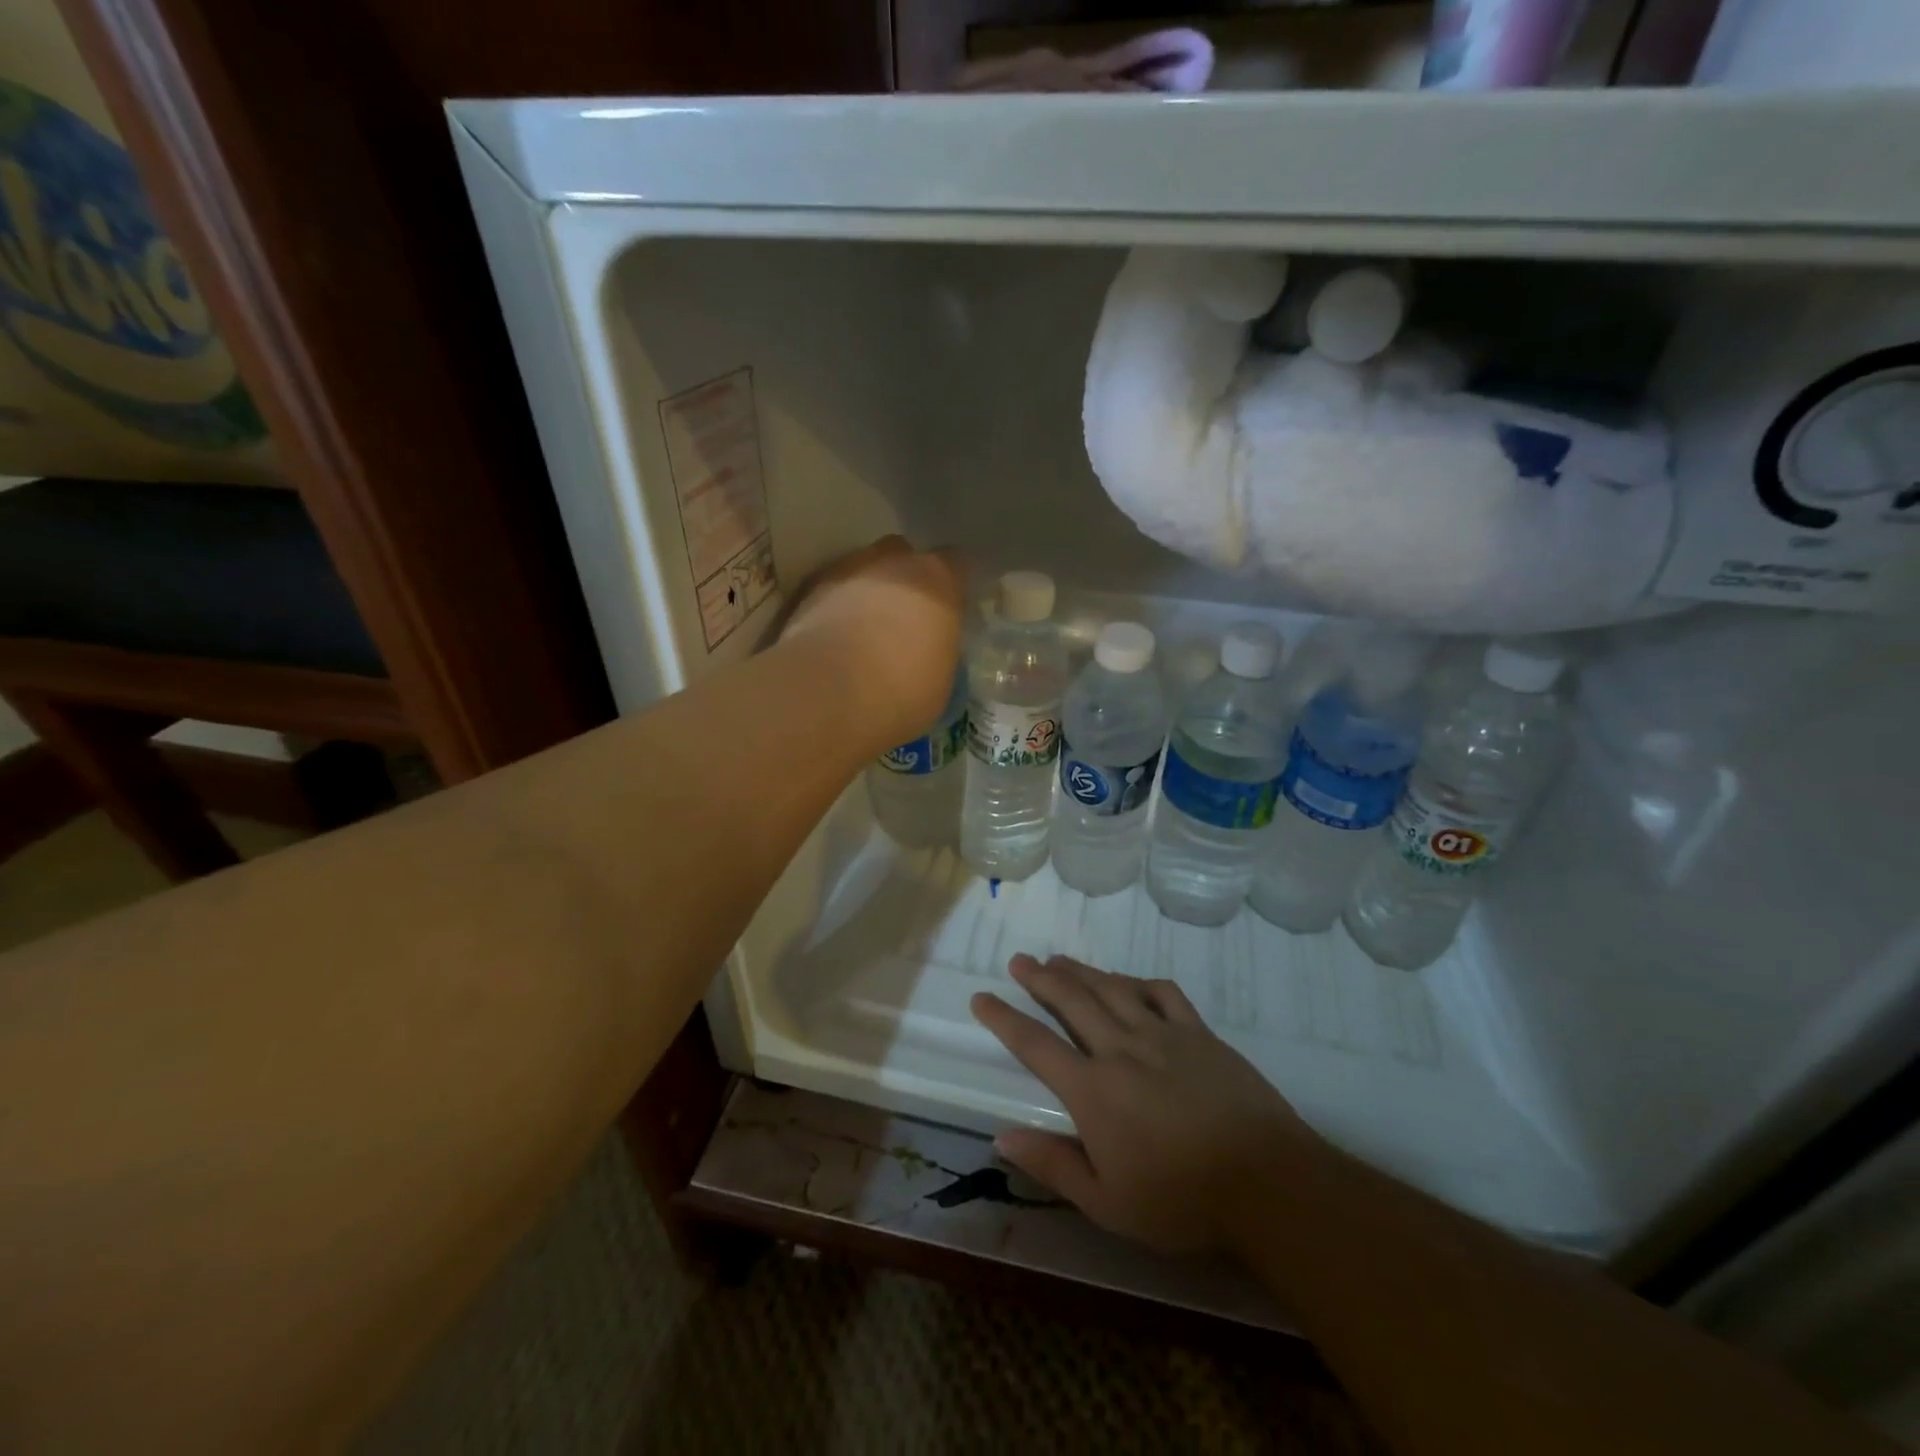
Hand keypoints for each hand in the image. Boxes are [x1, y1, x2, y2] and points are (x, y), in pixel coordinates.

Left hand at [779, 536, 964, 758]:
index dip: (950, 586)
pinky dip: (834, 606)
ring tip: (862, 630)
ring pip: (863, 569)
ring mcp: (847, 569)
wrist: (828, 693)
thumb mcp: (941, 680)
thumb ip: (937, 650)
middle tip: (902, 619)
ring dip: (865, 592)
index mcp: (938, 581)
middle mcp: (894, 562)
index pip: (956, 564)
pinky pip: (830, 590)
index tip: (946, 611)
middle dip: (904, 580)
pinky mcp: (808, 588)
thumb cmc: (901, 692)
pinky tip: (833, 638)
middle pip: (903, 556)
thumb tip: (928, 653)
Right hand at [971, 954, 1318, 1254]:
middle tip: (1019, 960)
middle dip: (1039, 978)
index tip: (981, 996)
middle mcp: (1120, 1048)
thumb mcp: (1108, 1203)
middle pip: (1070, 1000)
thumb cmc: (1182, 1201)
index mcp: (1092, 1089)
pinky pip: (1162, 993)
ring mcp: (1162, 1034)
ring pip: (1111, 988)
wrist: (1267, 1183)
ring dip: (1081, 971)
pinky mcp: (1199, 1032)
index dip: (1003, 1018)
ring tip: (1059, 960)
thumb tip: (1001, 1136)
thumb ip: (1053, 1165)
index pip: (1034, 1044)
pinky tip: (1128, 981)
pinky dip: (1138, 981)